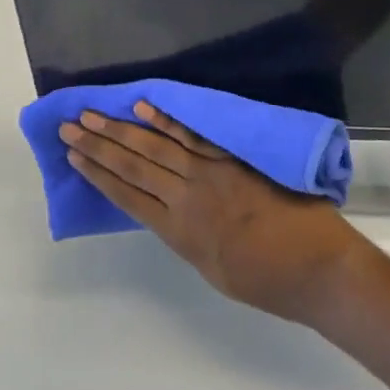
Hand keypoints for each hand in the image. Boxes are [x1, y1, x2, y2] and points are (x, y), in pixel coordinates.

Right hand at [60, 102, 374, 324]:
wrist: (319, 268)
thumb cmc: (269, 283)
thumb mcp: (214, 271)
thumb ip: (189, 239)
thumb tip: (172, 214)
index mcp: (180, 233)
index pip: (127, 197)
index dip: (98, 175)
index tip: (74, 156)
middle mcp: (187, 197)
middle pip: (134, 166)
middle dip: (99, 146)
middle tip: (70, 125)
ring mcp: (210, 173)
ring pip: (156, 147)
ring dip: (121, 129)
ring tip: (93, 114)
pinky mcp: (234, 158)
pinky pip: (194, 135)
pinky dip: (167, 120)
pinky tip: (144, 107)